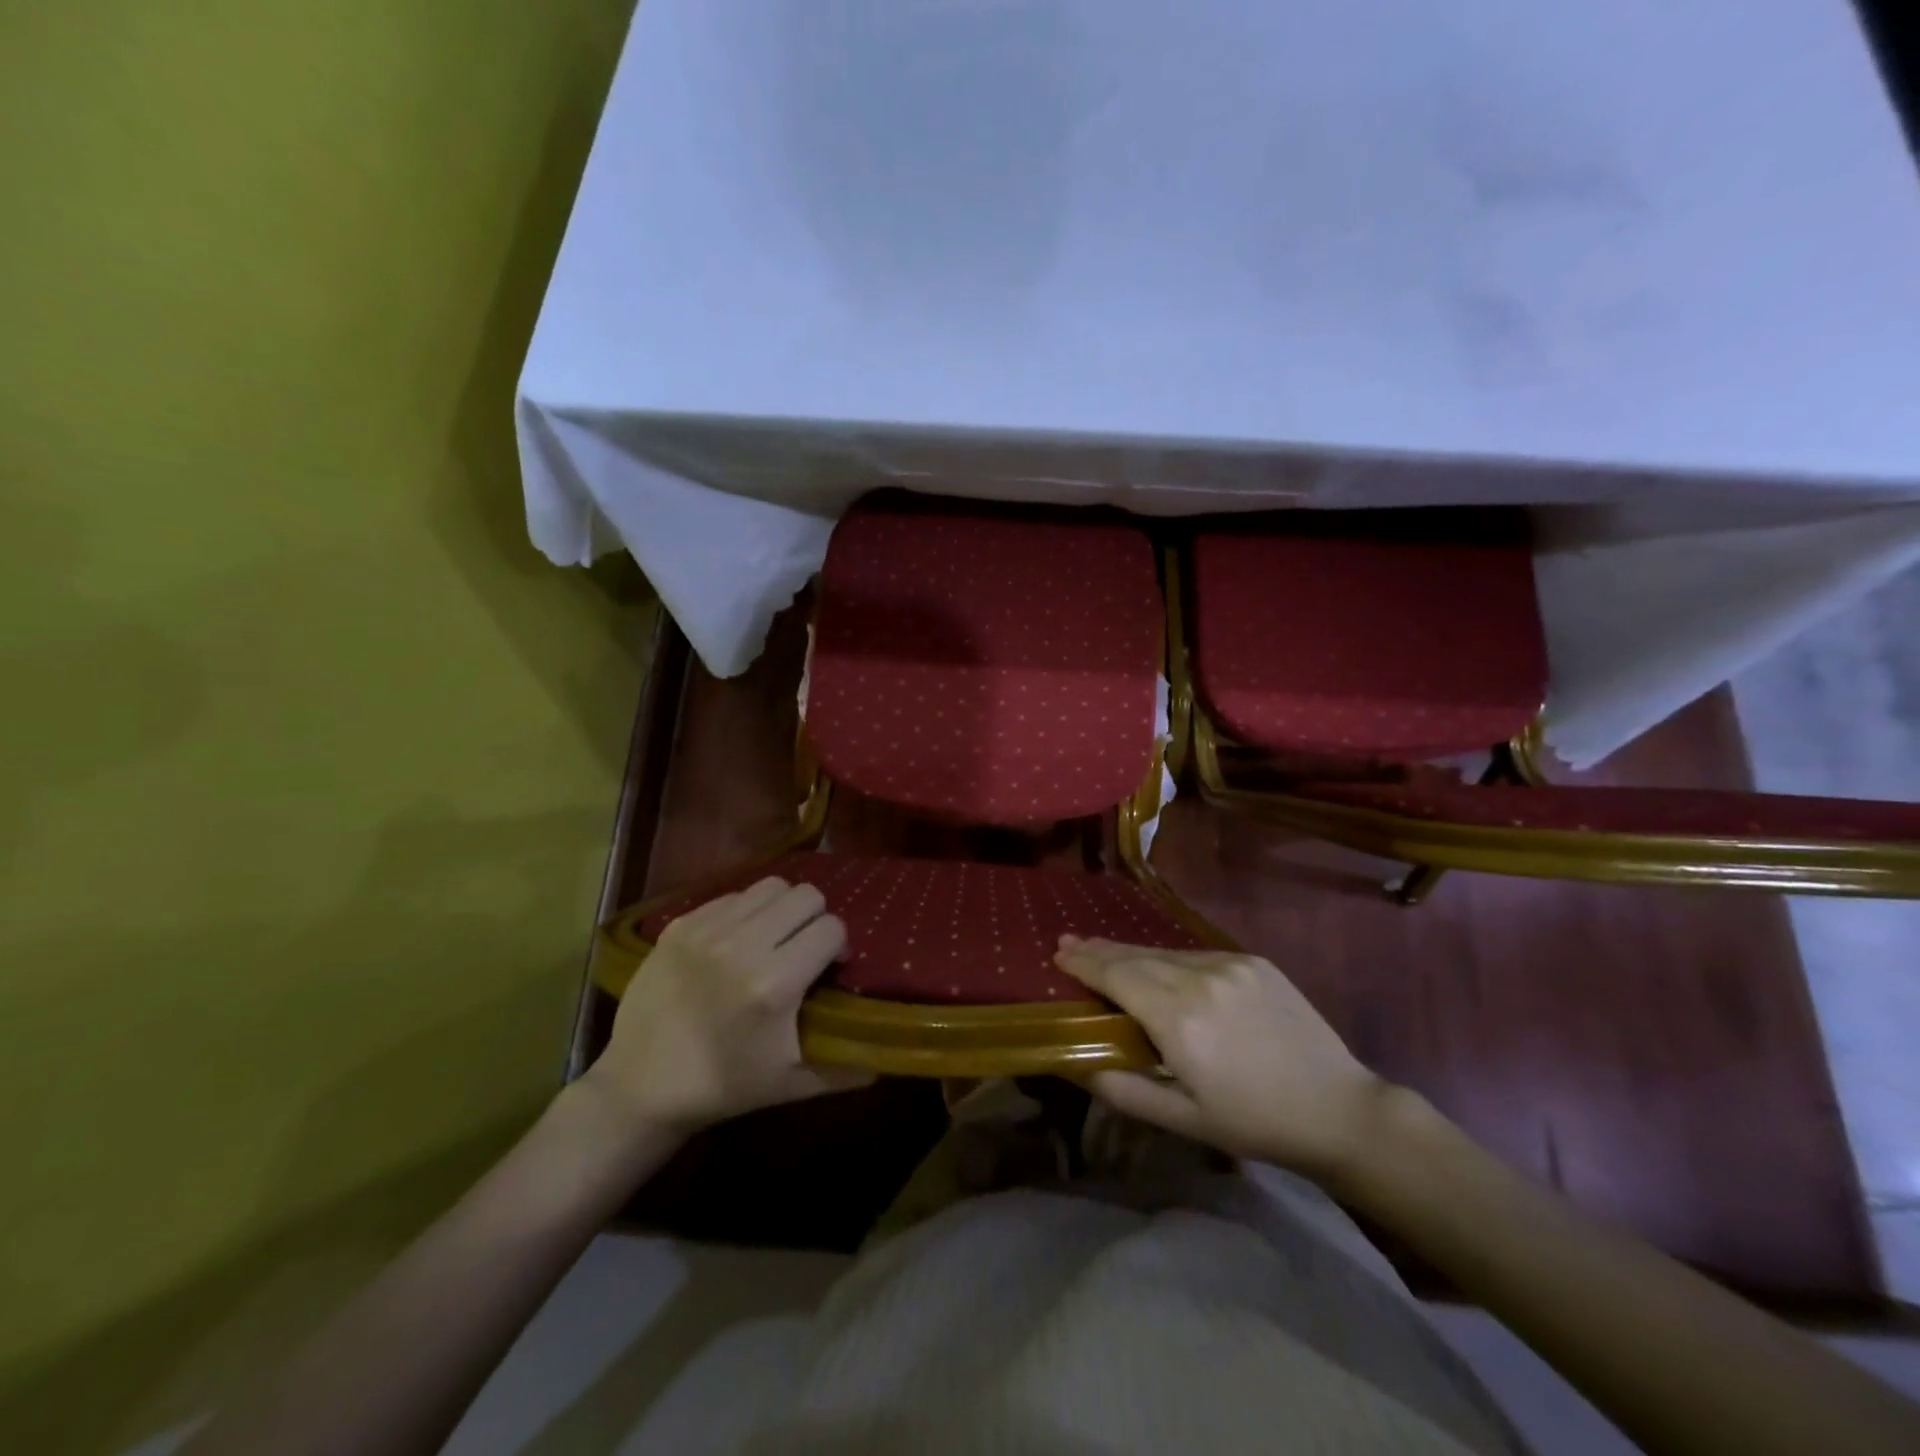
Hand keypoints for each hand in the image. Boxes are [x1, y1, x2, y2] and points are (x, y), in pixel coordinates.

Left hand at [582, 878, 872, 1137]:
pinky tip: (737, 942)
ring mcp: (707, 930)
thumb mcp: (792, 1085)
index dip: (837, 946)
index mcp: (775, 984)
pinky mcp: (680, 925)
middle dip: (814, 919)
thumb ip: (846, 1068)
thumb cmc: (724, 1087)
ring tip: (772, 937)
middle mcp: (743, 946)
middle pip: (805, 895)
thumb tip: (887, 1054)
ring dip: (781, 909)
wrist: (641, 1085)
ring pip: (770, 887)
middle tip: (802, 948)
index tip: (829, 968)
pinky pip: (732, 895)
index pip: (831, 928)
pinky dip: (745, 912)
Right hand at [1054, 937, 1393, 1179]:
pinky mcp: (1253, 961)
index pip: (1116, 977)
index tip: (1058, 953)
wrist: (1339, 1109)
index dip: (1084, 963)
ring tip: (1104, 952)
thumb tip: (1072, 1063)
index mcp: (1179, 1020)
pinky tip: (1158, 966)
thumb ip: (1121, 1089)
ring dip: (1131, 952)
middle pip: (1136, 956)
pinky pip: (1196, 955)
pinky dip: (1168, 959)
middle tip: (1069, 943)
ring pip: (1165, 952)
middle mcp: (1201, 979)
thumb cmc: (1254, 1123)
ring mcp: (1230, 965)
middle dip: (1099, 950)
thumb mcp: (1182, 1119)